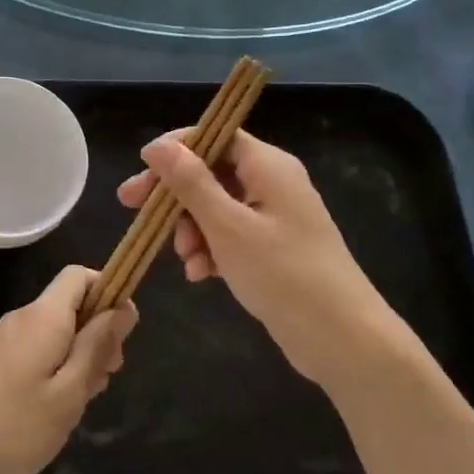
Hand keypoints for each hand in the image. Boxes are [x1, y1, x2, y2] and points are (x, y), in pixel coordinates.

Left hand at [0, 266, 136, 473]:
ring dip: (77, 358)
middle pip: (71, 306)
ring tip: (78, 404)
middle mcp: (23, 318)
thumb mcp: (69, 392)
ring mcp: (5, 340)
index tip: (122, 335)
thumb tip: (123, 307)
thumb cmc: (13, 427)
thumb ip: (97, 346)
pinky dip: (55, 370)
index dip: (108, 293)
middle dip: (97, 334)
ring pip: (56, 332)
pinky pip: (37, 350)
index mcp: (44, 317)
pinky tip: (54, 410)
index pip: (80, 276)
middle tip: (103, 380)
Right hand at [117, 129, 407, 387]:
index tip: (141, 170)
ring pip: (216, 207)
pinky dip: (210, 249)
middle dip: (174, 195)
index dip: (176, 149)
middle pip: (210, 172)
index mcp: (268, 165)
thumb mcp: (227, 226)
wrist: (341, 338)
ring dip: (191, 229)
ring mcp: (274, 217)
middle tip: (132, 209)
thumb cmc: (283, 274)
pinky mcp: (273, 248)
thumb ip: (190, 183)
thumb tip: (158, 146)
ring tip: (185, 260)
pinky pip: (230, 235)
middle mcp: (272, 182)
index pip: (215, 135)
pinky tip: (199, 275)